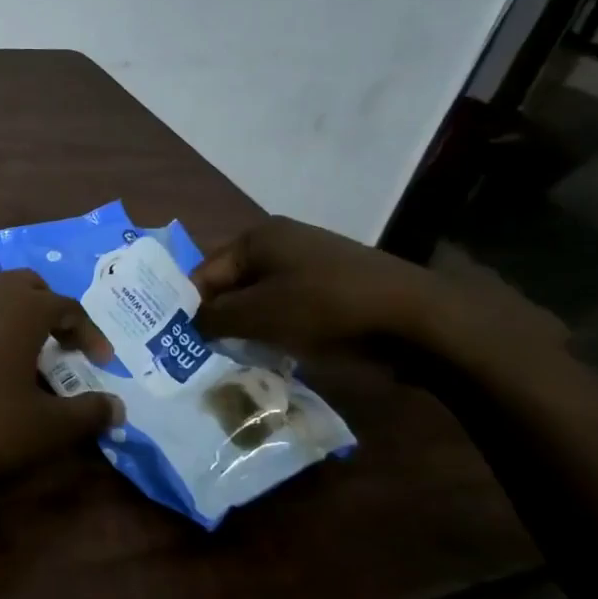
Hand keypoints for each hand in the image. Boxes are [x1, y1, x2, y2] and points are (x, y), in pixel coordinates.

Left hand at [0, 271, 120, 504]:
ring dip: (9, 318)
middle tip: (58, 346)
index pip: (68, 307)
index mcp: (21, 308)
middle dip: (48, 311)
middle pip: (26, 287)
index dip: (89, 333)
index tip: (100, 361)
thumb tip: (117, 408)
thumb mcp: (43, 429)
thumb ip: (86, 415)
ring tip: (15, 358)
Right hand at [191, 214, 563, 358]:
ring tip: (239, 361)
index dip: (189, 308)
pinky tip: (278, 355)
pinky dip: (279, 331)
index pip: (203, 273)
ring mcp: (311, 265)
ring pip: (261, 301)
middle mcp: (281, 243)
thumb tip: (189, 324)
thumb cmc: (325, 308)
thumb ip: (213, 318)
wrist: (417, 319)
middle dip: (219, 320)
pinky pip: (290, 310)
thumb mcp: (258, 314)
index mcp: (257, 237)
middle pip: (232, 286)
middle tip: (206, 356)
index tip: (180, 344)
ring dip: (249, 330)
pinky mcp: (334, 290)